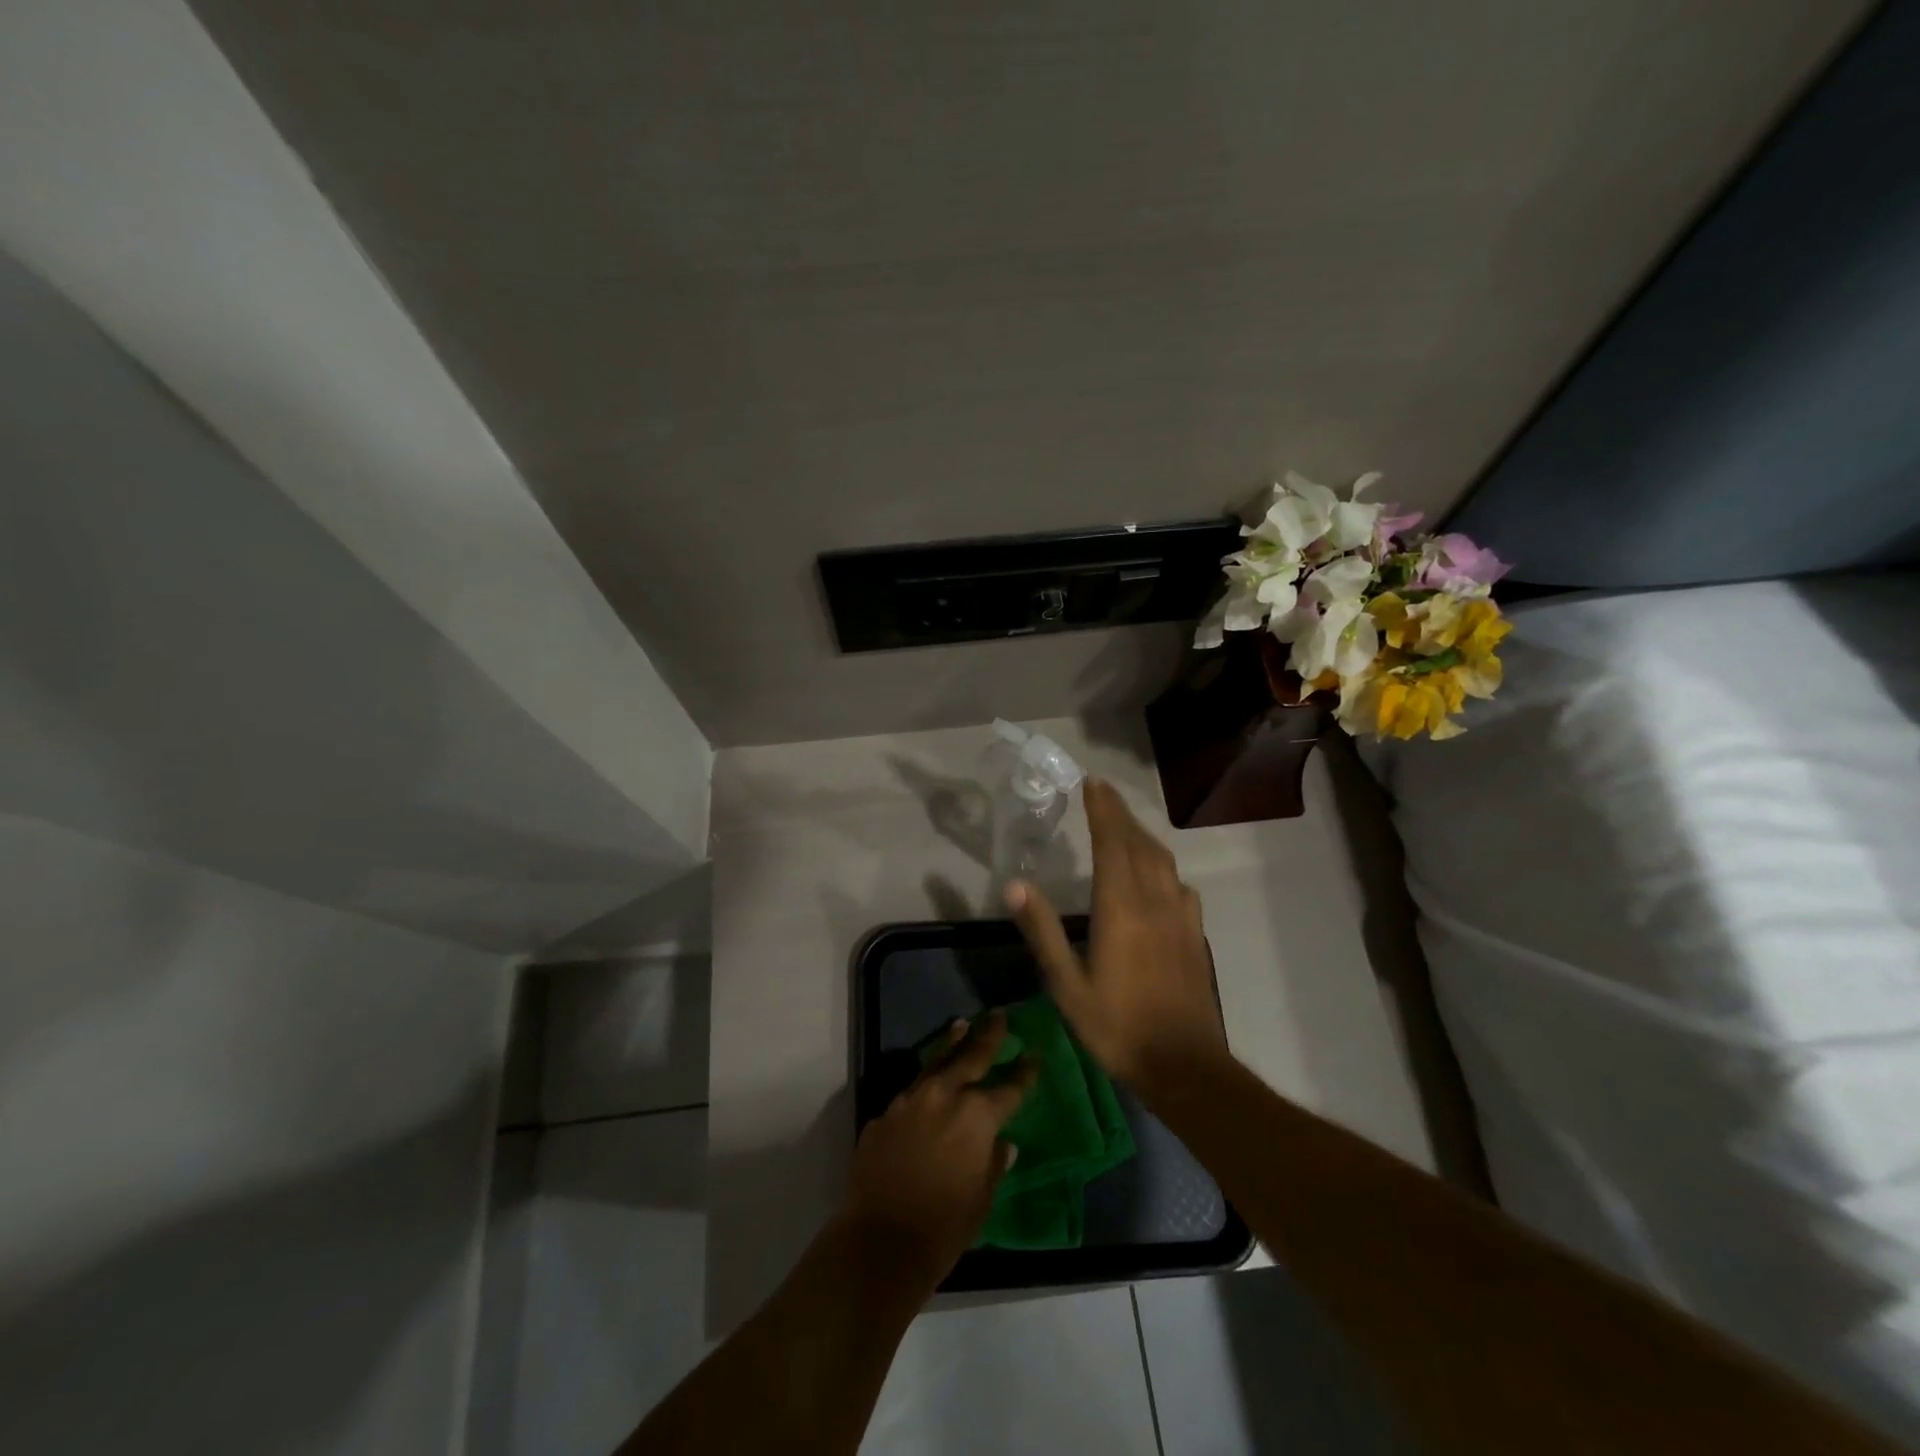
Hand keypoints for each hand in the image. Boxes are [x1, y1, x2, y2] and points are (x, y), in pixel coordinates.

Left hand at [842, 1011, 1037, 1284]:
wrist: (880, 1241)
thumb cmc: (944, 1227)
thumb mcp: (982, 1198)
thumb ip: (994, 1163)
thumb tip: (1003, 1144)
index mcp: (977, 1115)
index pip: (1010, 1087)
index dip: (1025, 1072)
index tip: (1034, 1054)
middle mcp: (944, 1096)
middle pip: (972, 1056)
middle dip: (988, 1035)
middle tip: (999, 1015)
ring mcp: (910, 1101)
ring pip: (935, 1063)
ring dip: (951, 1044)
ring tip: (961, 1026)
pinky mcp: (884, 1114)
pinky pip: (909, 1094)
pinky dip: (923, 1086)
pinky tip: (927, 1089)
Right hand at [1005, 778, 1227, 1092]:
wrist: (1184, 1065)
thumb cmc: (1116, 1026)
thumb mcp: (1066, 985)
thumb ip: (1043, 931)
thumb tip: (1015, 885)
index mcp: (1120, 909)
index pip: (1112, 844)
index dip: (1103, 811)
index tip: (1093, 783)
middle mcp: (1154, 902)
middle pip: (1139, 844)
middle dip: (1121, 814)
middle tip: (1104, 792)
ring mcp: (1180, 918)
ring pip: (1163, 862)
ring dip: (1143, 836)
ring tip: (1126, 825)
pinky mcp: (1195, 936)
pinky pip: (1180, 886)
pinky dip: (1164, 868)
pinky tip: (1160, 878)